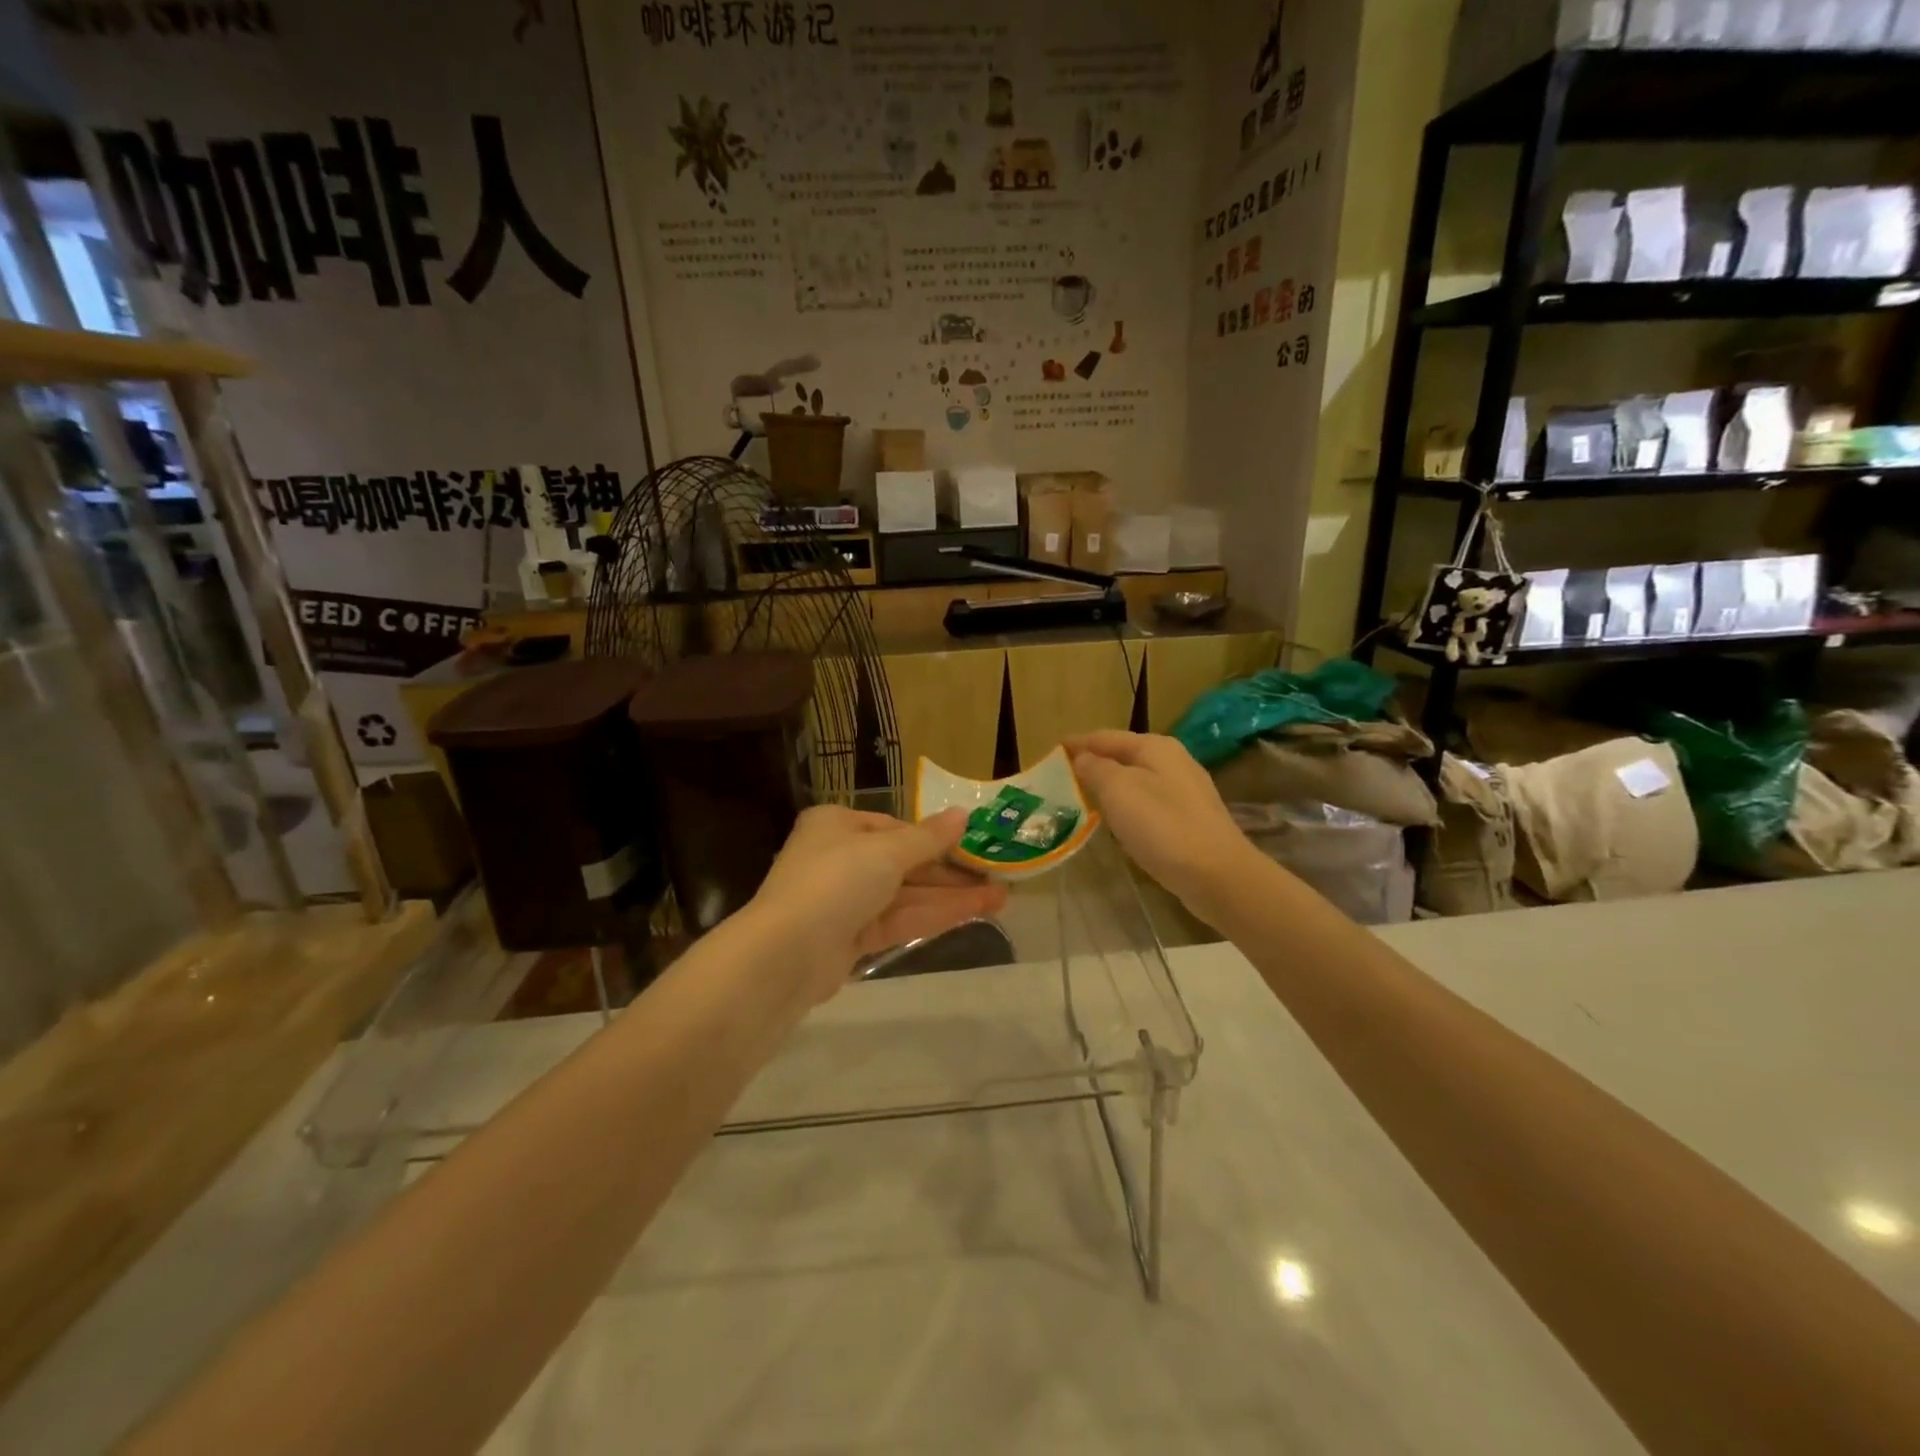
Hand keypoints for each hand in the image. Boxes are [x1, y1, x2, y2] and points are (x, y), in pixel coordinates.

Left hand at [748, 805, 1007, 1003]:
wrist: (787, 955)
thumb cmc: (835, 881)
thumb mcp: (886, 852)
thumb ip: (928, 838)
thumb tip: (963, 814)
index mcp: (836, 826)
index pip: (893, 827)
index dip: (934, 837)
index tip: (972, 845)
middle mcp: (838, 859)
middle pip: (903, 863)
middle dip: (950, 872)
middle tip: (997, 876)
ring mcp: (845, 902)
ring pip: (906, 895)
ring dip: (951, 896)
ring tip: (1001, 898)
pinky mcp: (852, 939)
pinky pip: (899, 921)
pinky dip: (933, 916)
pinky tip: (972, 914)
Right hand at [1067, 731, 1255, 920]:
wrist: (1217, 875)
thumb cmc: (1162, 826)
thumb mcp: (1118, 790)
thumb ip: (1095, 769)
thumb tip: (1082, 758)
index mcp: (1155, 747)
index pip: (1106, 737)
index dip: (1078, 743)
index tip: (1053, 751)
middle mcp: (1174, 761)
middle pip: (1124, 756)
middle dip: (1094, 764)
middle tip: (1064, 777)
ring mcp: (1186, 791)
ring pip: (1137, 781)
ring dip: (1111, 786)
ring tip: (1084, 799)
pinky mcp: (1191, 820)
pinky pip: (1149, 804)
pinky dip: (1128, 807)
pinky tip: (1118, 823)